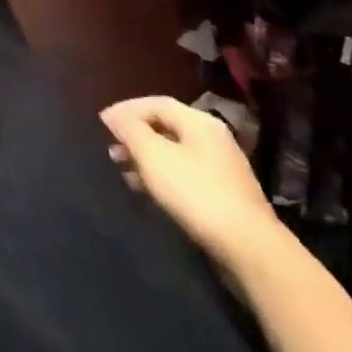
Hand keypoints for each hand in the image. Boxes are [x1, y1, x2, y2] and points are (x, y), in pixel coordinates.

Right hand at [101, 95, 280, 269]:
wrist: (249, 248)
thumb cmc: (195, 192)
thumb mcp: (153, 155)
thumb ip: (130, 130)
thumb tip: (113, 116)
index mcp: (199, 122)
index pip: (155, 103)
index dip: (126, 110)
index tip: (101, 124)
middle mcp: (213, 138)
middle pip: (166, 126)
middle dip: (135, 135)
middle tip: (111, 150)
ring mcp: (222, 168)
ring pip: (174, 152)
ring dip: (146, 158)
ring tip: (124, 171)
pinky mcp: (225, 195)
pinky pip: (185, 174)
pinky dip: (162, 176)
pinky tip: (148, 191)